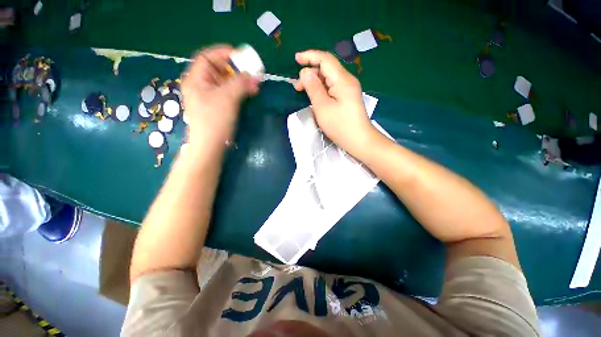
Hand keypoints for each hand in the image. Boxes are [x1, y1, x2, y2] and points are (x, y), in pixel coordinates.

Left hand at [181, 45, 258, 149]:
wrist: (211, 146)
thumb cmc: (215, 120)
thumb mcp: (227, 98)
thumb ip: (240, 83)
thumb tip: (254, 75)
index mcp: (196, 80)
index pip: (207, 58)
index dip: (223, 53)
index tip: (241, 55)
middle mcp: (201, 86)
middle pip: (218, 70)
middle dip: (236, 70)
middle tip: (251, 72)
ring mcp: (209, 98)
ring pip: (225, 83)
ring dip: (240, 81)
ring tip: (255, 84)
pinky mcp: (217, 107)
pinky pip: (229, 94)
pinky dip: (239, 91)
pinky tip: (250, 93)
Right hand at [295, 50, 375, 156]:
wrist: (359, 141)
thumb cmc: (340, 126)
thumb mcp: (322, 107)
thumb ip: (313, 88)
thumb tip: (305, 72)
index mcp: (342, 80)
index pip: (325, 59)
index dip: (310, 56)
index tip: (296, 59)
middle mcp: (347, 80)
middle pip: (327, 68)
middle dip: (310, 73)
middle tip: (297, 88)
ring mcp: (349, 89)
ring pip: (329, 79)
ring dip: (315, 83)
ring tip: (304, 94)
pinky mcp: (348, 97)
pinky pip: (332, 87)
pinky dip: (322, 90)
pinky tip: (316, 98)